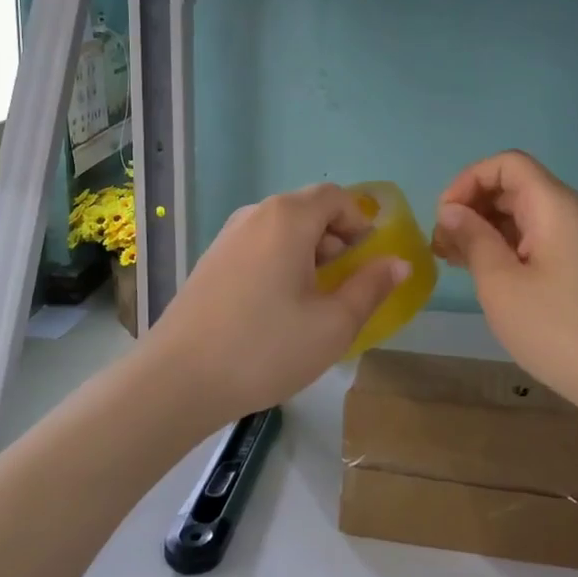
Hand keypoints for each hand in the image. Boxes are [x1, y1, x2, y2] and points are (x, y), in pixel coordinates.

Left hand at [139, 184, 409, 427]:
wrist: (178, 379)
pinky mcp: (210, 261)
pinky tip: (276, 308)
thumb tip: (399, 262)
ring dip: (307, 253)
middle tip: (345, 284)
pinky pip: (257, 246)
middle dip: (335, 239)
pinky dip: (279, 262)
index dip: (360, 221)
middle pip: (307, 210)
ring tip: (313, 301)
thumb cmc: (266, 348)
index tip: (370, 258)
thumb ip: (371, 287)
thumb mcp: (333, 324)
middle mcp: (255, 215)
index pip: (335, 197)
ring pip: (280, 229)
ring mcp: (226, 237)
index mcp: (288, 218)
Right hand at [433, 151, 577, 418]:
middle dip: (471, 206)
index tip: (444, 217)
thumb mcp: (500, 282)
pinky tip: (479, 273)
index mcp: (551, 205)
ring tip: (451, 261)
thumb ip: (472, 238)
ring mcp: (572, 239)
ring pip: (519, 214)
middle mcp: (565, 212)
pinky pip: (530, 239)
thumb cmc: (555, 327)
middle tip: (441, 245)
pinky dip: (500, 246)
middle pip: (511, 187)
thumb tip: (451, 211)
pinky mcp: (573, 265)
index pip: (506, 164)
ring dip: (482, 229)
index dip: (468, 180)